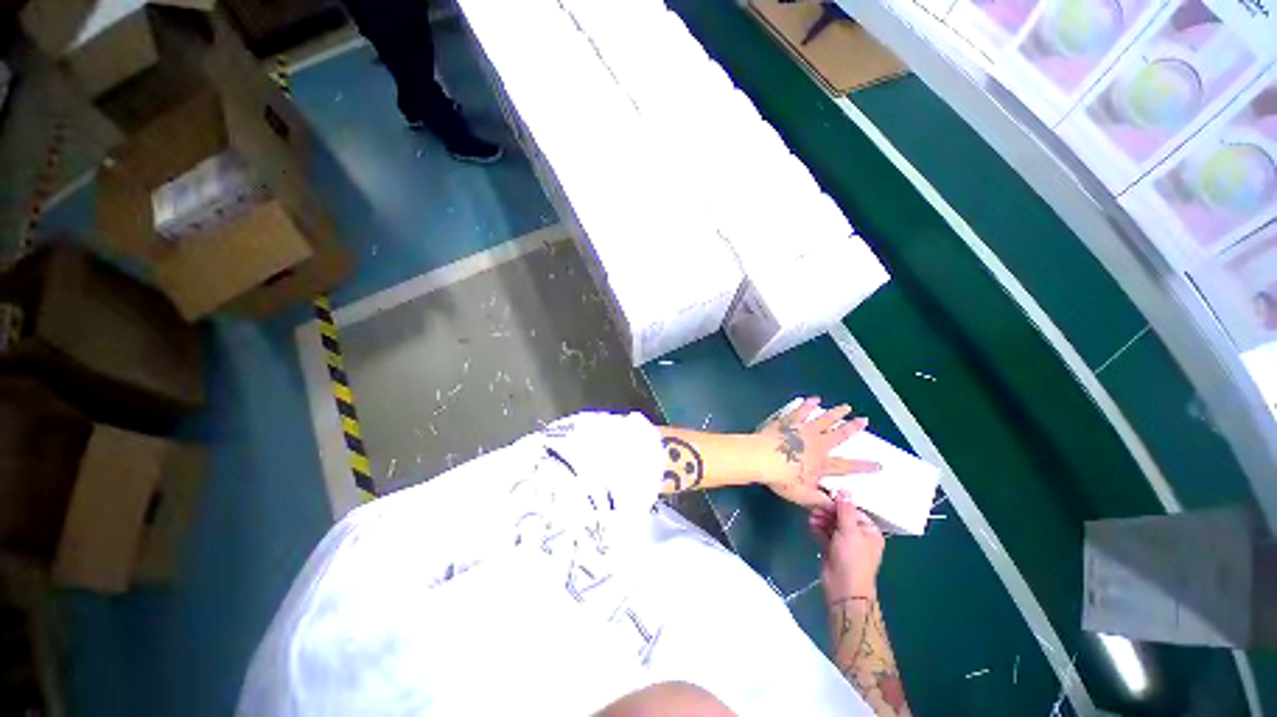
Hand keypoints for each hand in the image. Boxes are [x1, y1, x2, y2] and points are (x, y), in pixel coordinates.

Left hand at [756, 397, 878, 508]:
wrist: (761, 457)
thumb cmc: (781, 478)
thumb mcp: (802, 496)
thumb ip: (820, 501)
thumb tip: (836, 508)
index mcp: (822, 463)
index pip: (847, 466)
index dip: (864, 466)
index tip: (879, 465)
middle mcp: (817, 444)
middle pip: (838, 434)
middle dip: (852, 427)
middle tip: (863, 419)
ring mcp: (803, 430)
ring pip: (823, 419)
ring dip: (835, 413)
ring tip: (845, 407)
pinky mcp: (789, 422)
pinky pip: (801, 411)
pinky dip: (808, 405)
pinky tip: (813, 399)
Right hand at [810, 491, 885, 597]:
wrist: (844, 588)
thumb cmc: (852, 558)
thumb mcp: (850, 531)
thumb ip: (845, 509)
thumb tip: (844, 489)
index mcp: (869, 531)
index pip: (854, 510)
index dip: (840, 503)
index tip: (826, 494)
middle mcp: (859, 536)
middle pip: (842, 517)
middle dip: (828, 511)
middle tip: (815, 505)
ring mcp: (845, 543)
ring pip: (832, 524)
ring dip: (821, 518)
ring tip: (811, 515)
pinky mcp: (832, 549)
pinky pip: (825, 533)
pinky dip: (818, 528)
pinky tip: (810, 523)